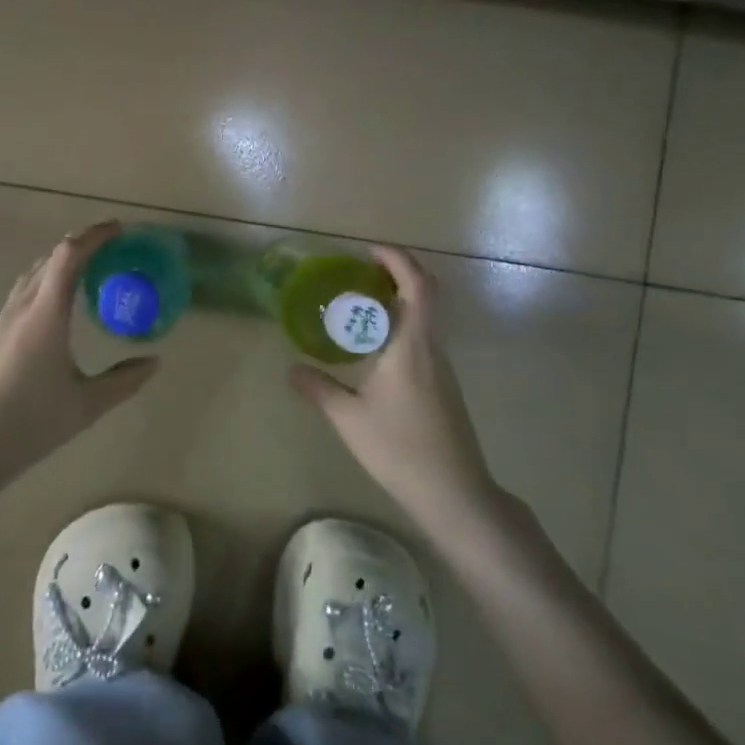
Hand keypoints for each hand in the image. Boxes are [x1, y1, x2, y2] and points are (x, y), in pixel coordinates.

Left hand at [0, 221, 159, 485]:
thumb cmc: (28, 425)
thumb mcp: (85, 406)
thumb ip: (123, 381)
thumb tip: (154, 363)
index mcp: (45, 316)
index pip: (68, 256)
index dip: (94, 236)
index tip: (119, 229)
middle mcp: (21, 308)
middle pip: (50, 258)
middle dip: (82, 244)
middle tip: (112, 248)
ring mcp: (1, 320)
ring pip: (33, 274)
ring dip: (61, 262)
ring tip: (89, 271)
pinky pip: (23, 293)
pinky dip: (46, 282)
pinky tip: (58, 306)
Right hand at [289, 246, 501, 534]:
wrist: (453, 493)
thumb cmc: (399, 448)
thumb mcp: (348, 417)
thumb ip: (318, 388)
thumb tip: (291, 368)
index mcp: (412, 345)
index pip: (418, 285)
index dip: (398, 259)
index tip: (369, 251)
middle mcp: (432, 348)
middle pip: (425, 294)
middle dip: (395, 274)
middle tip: (358, 274)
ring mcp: (442, 368)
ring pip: (424, 318)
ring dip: (396, 302)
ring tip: (358, 309)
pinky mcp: (444, 386)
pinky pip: (422, 339)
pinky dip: (400, 327)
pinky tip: (374, 350)